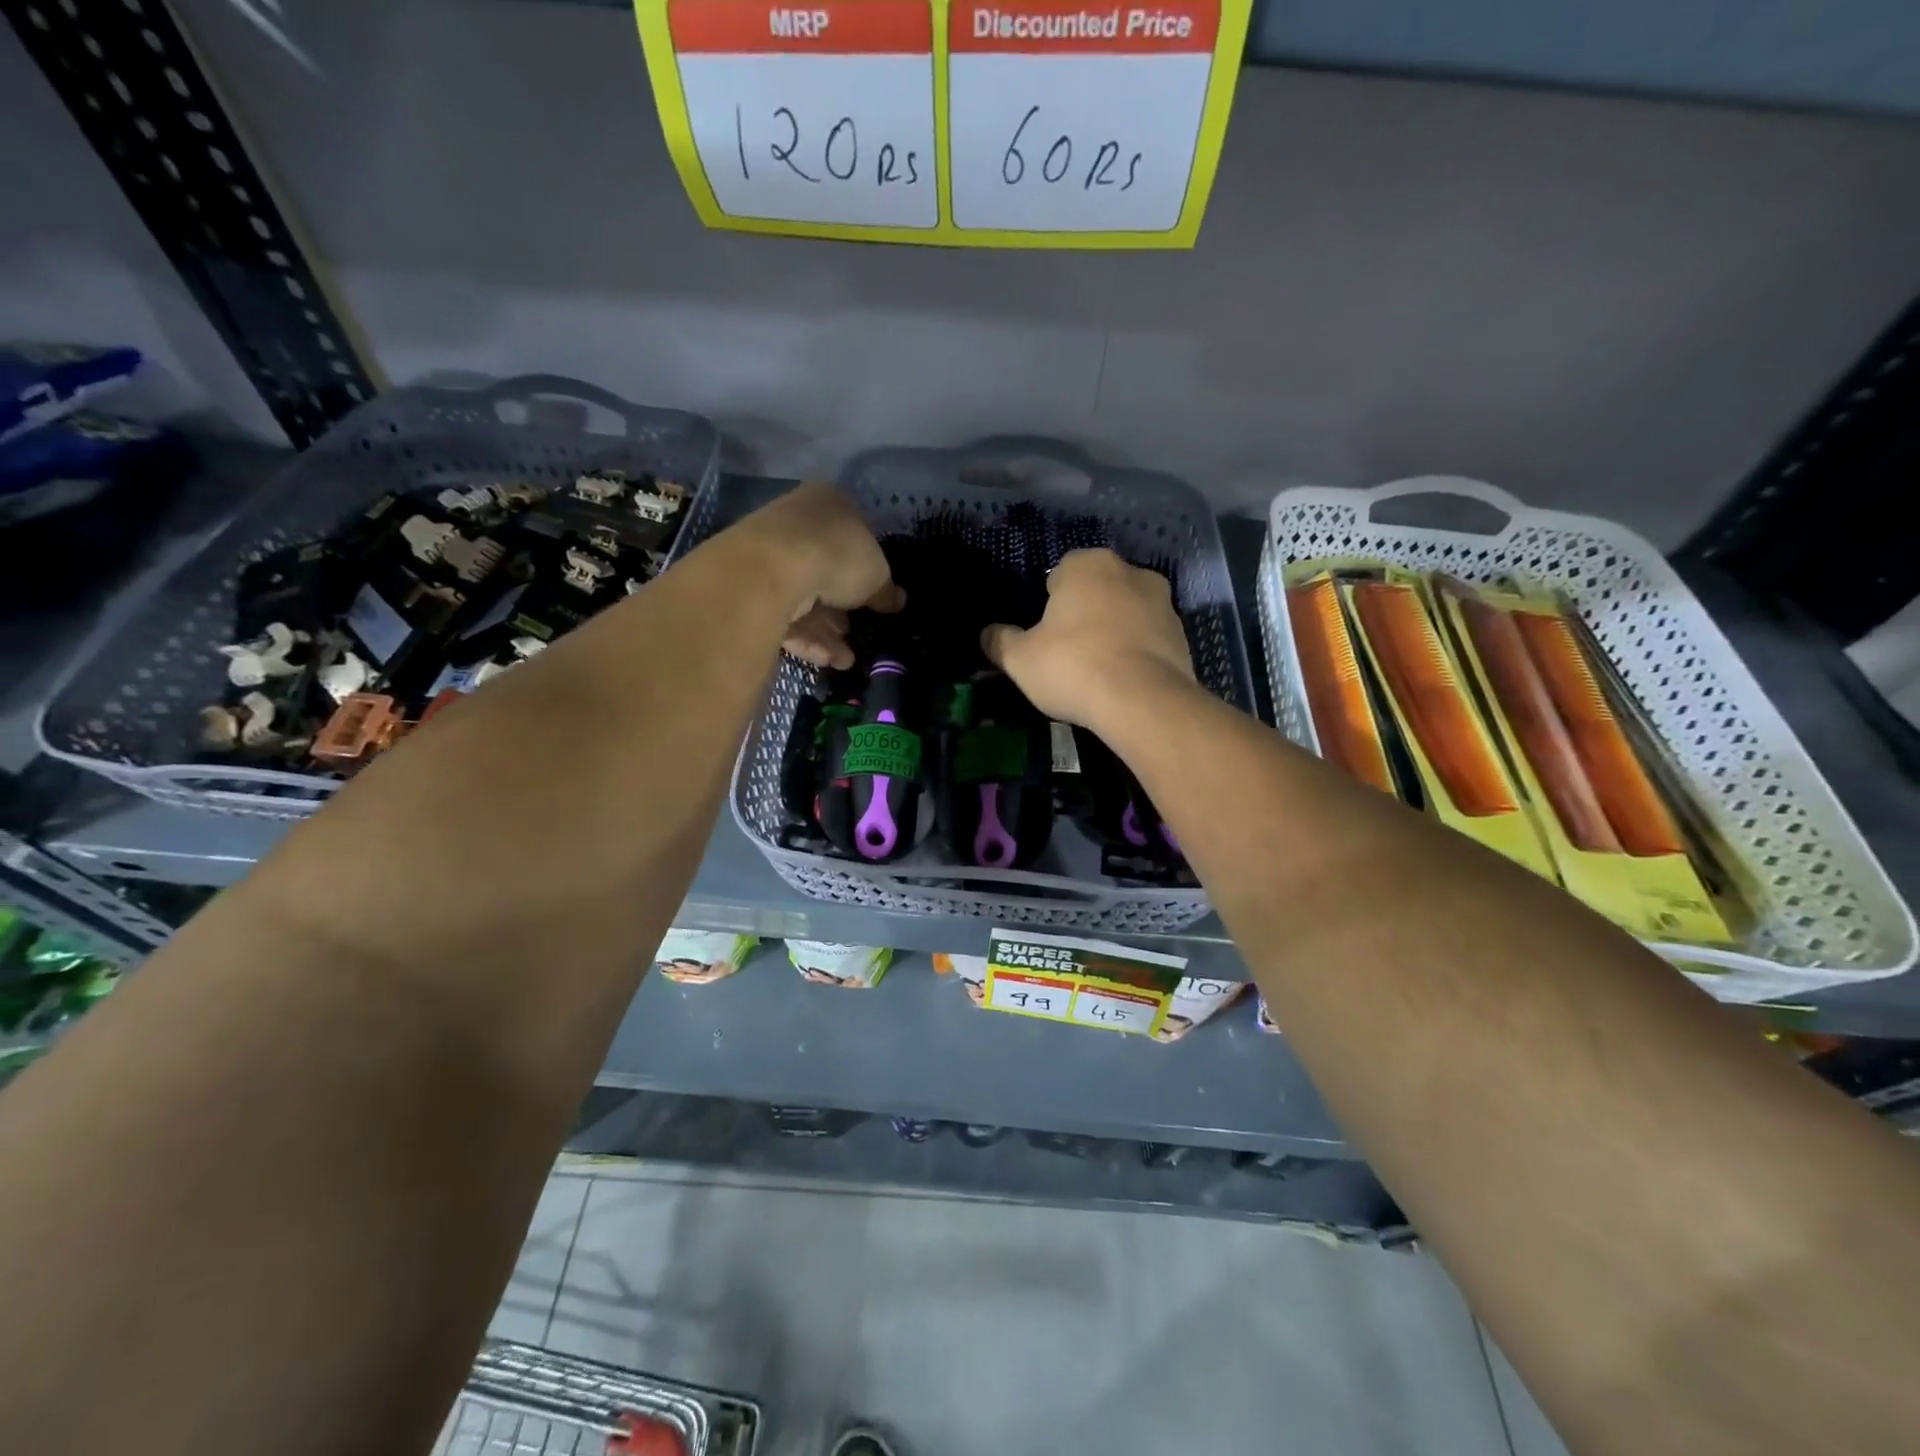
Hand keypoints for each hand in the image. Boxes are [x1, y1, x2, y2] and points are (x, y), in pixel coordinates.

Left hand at [733, 482, 902, 669]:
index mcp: (829, 503)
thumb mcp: (877, 575)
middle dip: (841, 606)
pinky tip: (828, 661)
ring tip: (846, 658)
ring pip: (803, 597)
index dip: (866, 569)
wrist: (773, 568)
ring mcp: (769, 554)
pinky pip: (784, 616)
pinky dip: (807, 638)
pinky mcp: (750, 588)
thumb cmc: (837, 555)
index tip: (874, 597)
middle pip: (825, 569)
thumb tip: (897, 600)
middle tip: (857, 630)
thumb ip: (886, 590)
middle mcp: (795, 522)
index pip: (852, 536)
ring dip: (827, 630)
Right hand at [981, 548, 1195, 727]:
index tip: (1045, 635)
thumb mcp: (1020, 659)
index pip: (1060, 574)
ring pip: (1126, 612)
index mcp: (1087, 565)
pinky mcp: (1182, 634)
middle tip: (1068, 652)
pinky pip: (1148, 638)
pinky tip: (1123, 681)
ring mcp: (1163, 602)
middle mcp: (1130, 571)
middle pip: (1097, 591)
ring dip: (1113, 631)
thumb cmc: (1073, 667)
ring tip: (1098, 670)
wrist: (1143, 702)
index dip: (1049, 604)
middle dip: (1084, 614)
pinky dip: (1136, 652)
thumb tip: (987, 634)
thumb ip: (1000, 641)